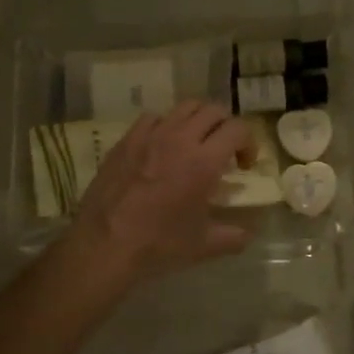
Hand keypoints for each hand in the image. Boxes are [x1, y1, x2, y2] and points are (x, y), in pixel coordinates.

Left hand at [69, 101, 255, 282]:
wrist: (104, 244)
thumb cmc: (158, 245)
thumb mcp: (204, 246)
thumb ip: (234, 236)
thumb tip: (248, 233)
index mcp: (204, 162)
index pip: (238, 129)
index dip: (248, 143)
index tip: (243, 165)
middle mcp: (179, 139)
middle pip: (213, 110)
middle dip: (226, 127)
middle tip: (224, 151)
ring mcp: (149, 135)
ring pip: (184, 108)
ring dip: (198, 121)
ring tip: (195, 143)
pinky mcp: (126, 140)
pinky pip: (153, 118)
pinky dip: (166, 126)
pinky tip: (162, 147)